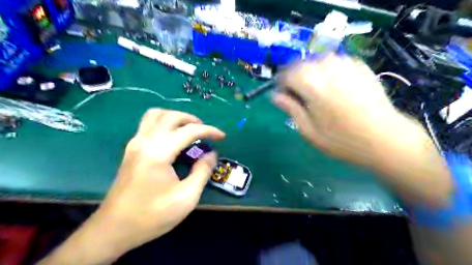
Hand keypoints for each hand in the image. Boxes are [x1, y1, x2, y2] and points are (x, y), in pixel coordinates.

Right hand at [275, 53, 398, 166]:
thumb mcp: (308, 130)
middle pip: (302, 65)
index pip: (286, 74)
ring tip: (319, 94)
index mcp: (311, 83)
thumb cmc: (341, 139)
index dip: (282, 85)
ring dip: (313, 75)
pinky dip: (330, 72)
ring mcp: (346, 63)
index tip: (286, 98)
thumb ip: (290, 109)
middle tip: (302, 98)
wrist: (385, 138)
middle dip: (297, 79)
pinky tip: (337, 88)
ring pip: (318, 62)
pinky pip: (336, 63)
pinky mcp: (360, 66)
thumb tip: (275, 96)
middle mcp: (327, 67)